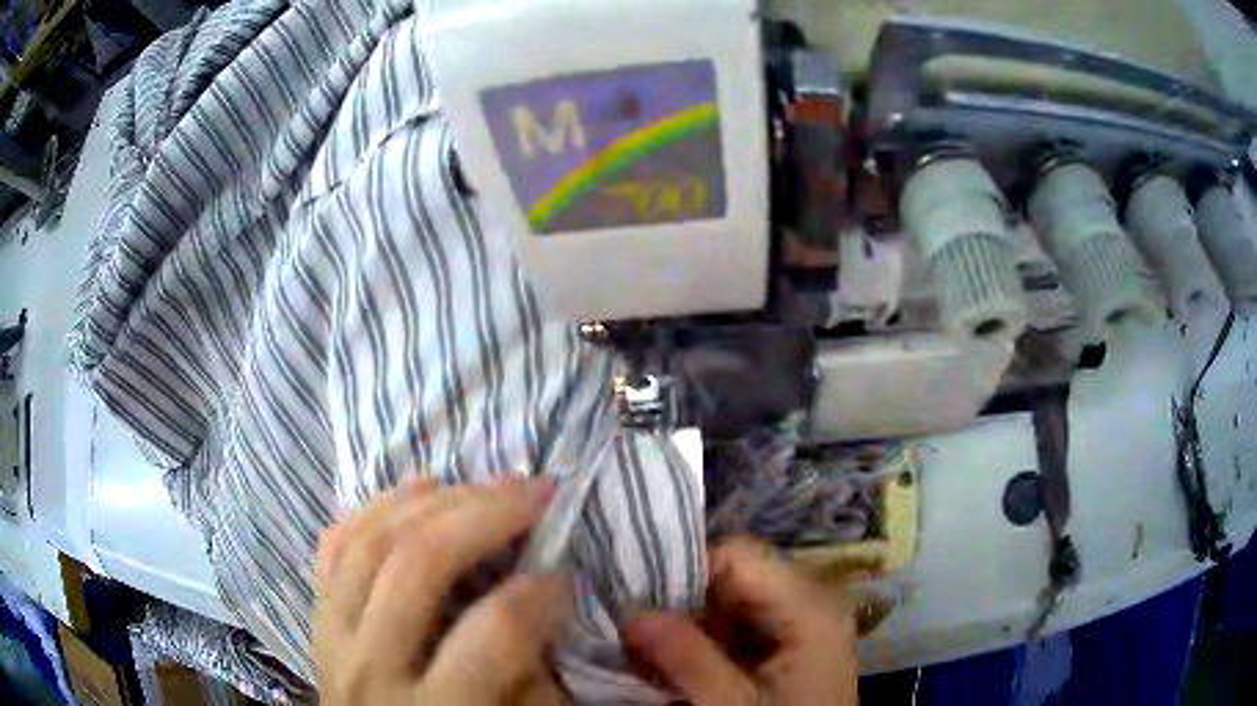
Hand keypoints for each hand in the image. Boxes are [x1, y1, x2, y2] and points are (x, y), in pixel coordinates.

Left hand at [313, 477, 572, 704]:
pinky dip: (376, 507)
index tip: (566, 576)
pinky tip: (418, 490)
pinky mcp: (315, 618)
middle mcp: (371, 669)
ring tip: (483, 485)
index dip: (540, 595)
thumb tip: (539, 603)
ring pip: (369, 541)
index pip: (493, 634)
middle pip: (417, 565)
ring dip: (432, 500)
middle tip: (535, 493)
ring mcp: (331, 637)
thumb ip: (531, 677)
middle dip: (485, 514)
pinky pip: (333, 544)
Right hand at [622, 538, 856, 704]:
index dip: (683, 572)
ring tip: (649, 653)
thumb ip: (685, 657)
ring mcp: (802, 624)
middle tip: (635, 634)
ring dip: (688, 626)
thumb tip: (630, 612)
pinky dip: (705, 643)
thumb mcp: (730, 705)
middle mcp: (810, 602)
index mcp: (809, 606)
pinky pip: (739, 628)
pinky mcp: (790, 646)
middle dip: (681, 604)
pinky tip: (679, 666)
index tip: (637, 603)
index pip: (736, 555)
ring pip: (730, 604)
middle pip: (733, 578)